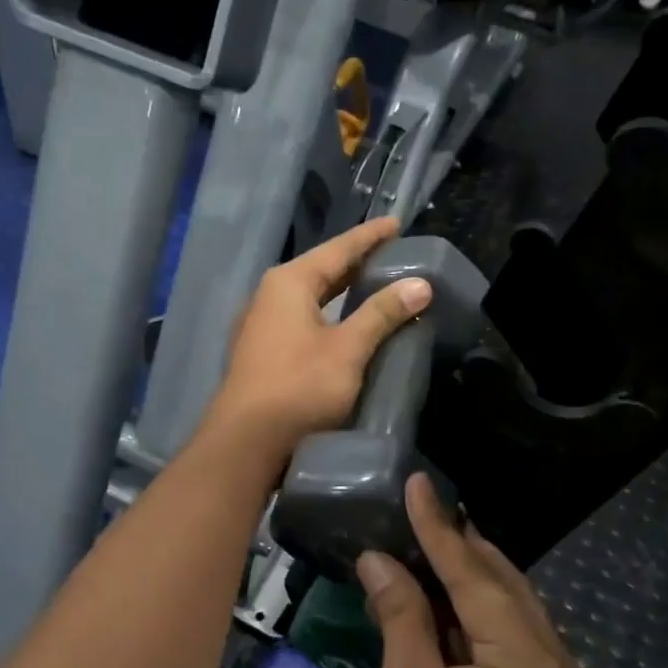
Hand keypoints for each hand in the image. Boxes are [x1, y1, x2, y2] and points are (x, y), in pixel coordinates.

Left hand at [204, 218, 431, 461]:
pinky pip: (305, 319)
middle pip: (322, 270)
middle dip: (358, 262)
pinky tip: (349, 325)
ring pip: (313, 297)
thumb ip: (382, 314)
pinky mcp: (265, 352)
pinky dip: (331, 315)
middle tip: (395, 255)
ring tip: (378, 286)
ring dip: (344, 291)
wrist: (247, 442)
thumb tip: (420, 284)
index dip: (370, 237)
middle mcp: (271, 295)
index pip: (338, 248)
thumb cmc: (299, 387)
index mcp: (289, 282)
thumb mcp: (347, 349)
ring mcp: (264, 325)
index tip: (397, 224)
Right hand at [358, 476, 594, 667]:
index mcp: (529, 666)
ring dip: (469, 578)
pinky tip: (449, 597)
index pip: (476, 578)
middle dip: (458, 548)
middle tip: (418, 509)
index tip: (419, 484)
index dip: (439, 530)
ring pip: (512, 610)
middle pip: (503, 587)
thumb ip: (402, 618)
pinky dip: (480, 613)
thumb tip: (380, 560)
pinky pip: (516, 638)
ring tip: (427, 541)